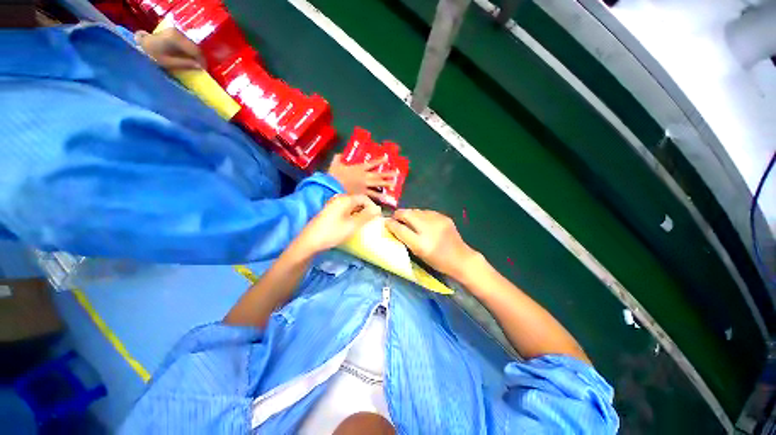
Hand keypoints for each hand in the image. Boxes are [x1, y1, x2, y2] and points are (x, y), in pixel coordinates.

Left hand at [135, 28, 204, 70]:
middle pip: (194, 47)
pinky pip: (188, 44)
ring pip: (192, 45)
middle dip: (199, 58)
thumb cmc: (151, 54)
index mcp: (176, 38)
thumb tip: (200, 67)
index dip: (202, 61)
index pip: (195, 50)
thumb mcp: (168, 62)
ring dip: (195, 55)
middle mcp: (178, 32)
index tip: (204, 70)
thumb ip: (184, 64)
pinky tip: (190, 58)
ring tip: (196, 64)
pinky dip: (191, 51)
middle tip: (201, 68)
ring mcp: (177, 32)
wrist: (141, 43)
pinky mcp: (176, 33)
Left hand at [293, 194, 380, 254]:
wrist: (310, 241)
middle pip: (357, 200)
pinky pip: (344, 210)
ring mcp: (332, 205)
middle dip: (366, 209)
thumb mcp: (352, 225)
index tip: (377, 217)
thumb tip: (378, 209)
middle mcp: (338, 199)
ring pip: (351, 206)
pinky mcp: (329, 212)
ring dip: (359, 212)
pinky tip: (351, 224)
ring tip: (363, 223)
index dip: (372, 206)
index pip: (364, 198)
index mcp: (345, 199)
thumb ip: (367, 216)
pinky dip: (351, 215)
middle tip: (371, 220)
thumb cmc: (333, 232)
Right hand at [328, 154, 396, 202]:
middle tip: (397, 173)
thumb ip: (338, 158)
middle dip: (388, 173)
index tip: (387, 158)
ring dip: (386, 184)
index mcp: (359, 168)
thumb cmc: (334, 176)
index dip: (380, 160)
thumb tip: (339, 154)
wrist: (332, 188)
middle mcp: (364, 176)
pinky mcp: (362, 194)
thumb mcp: (335, 165)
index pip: (372, 163)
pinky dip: (379, 196)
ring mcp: (364, 186)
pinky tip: (385, 198)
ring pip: (378, 184)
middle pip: (378, 174)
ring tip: (394, 184)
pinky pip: (372, 195)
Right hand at [386, 209, 478, 278]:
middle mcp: (428, 229)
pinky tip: (421, 220)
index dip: (391, 224)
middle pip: (407, 214)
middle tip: (395, 218)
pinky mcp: (444, 217)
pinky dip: (420, 215)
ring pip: (416, 211)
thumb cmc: (437, 261)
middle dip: (399, 215)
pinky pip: (426, 212)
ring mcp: (437, 221)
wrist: (461, 258)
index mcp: (420, 243)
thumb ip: (405, 239)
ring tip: (407, 219)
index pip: (400, 229)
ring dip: (409, 214)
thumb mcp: (418, 253)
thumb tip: (394, 226)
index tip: (386, 222)